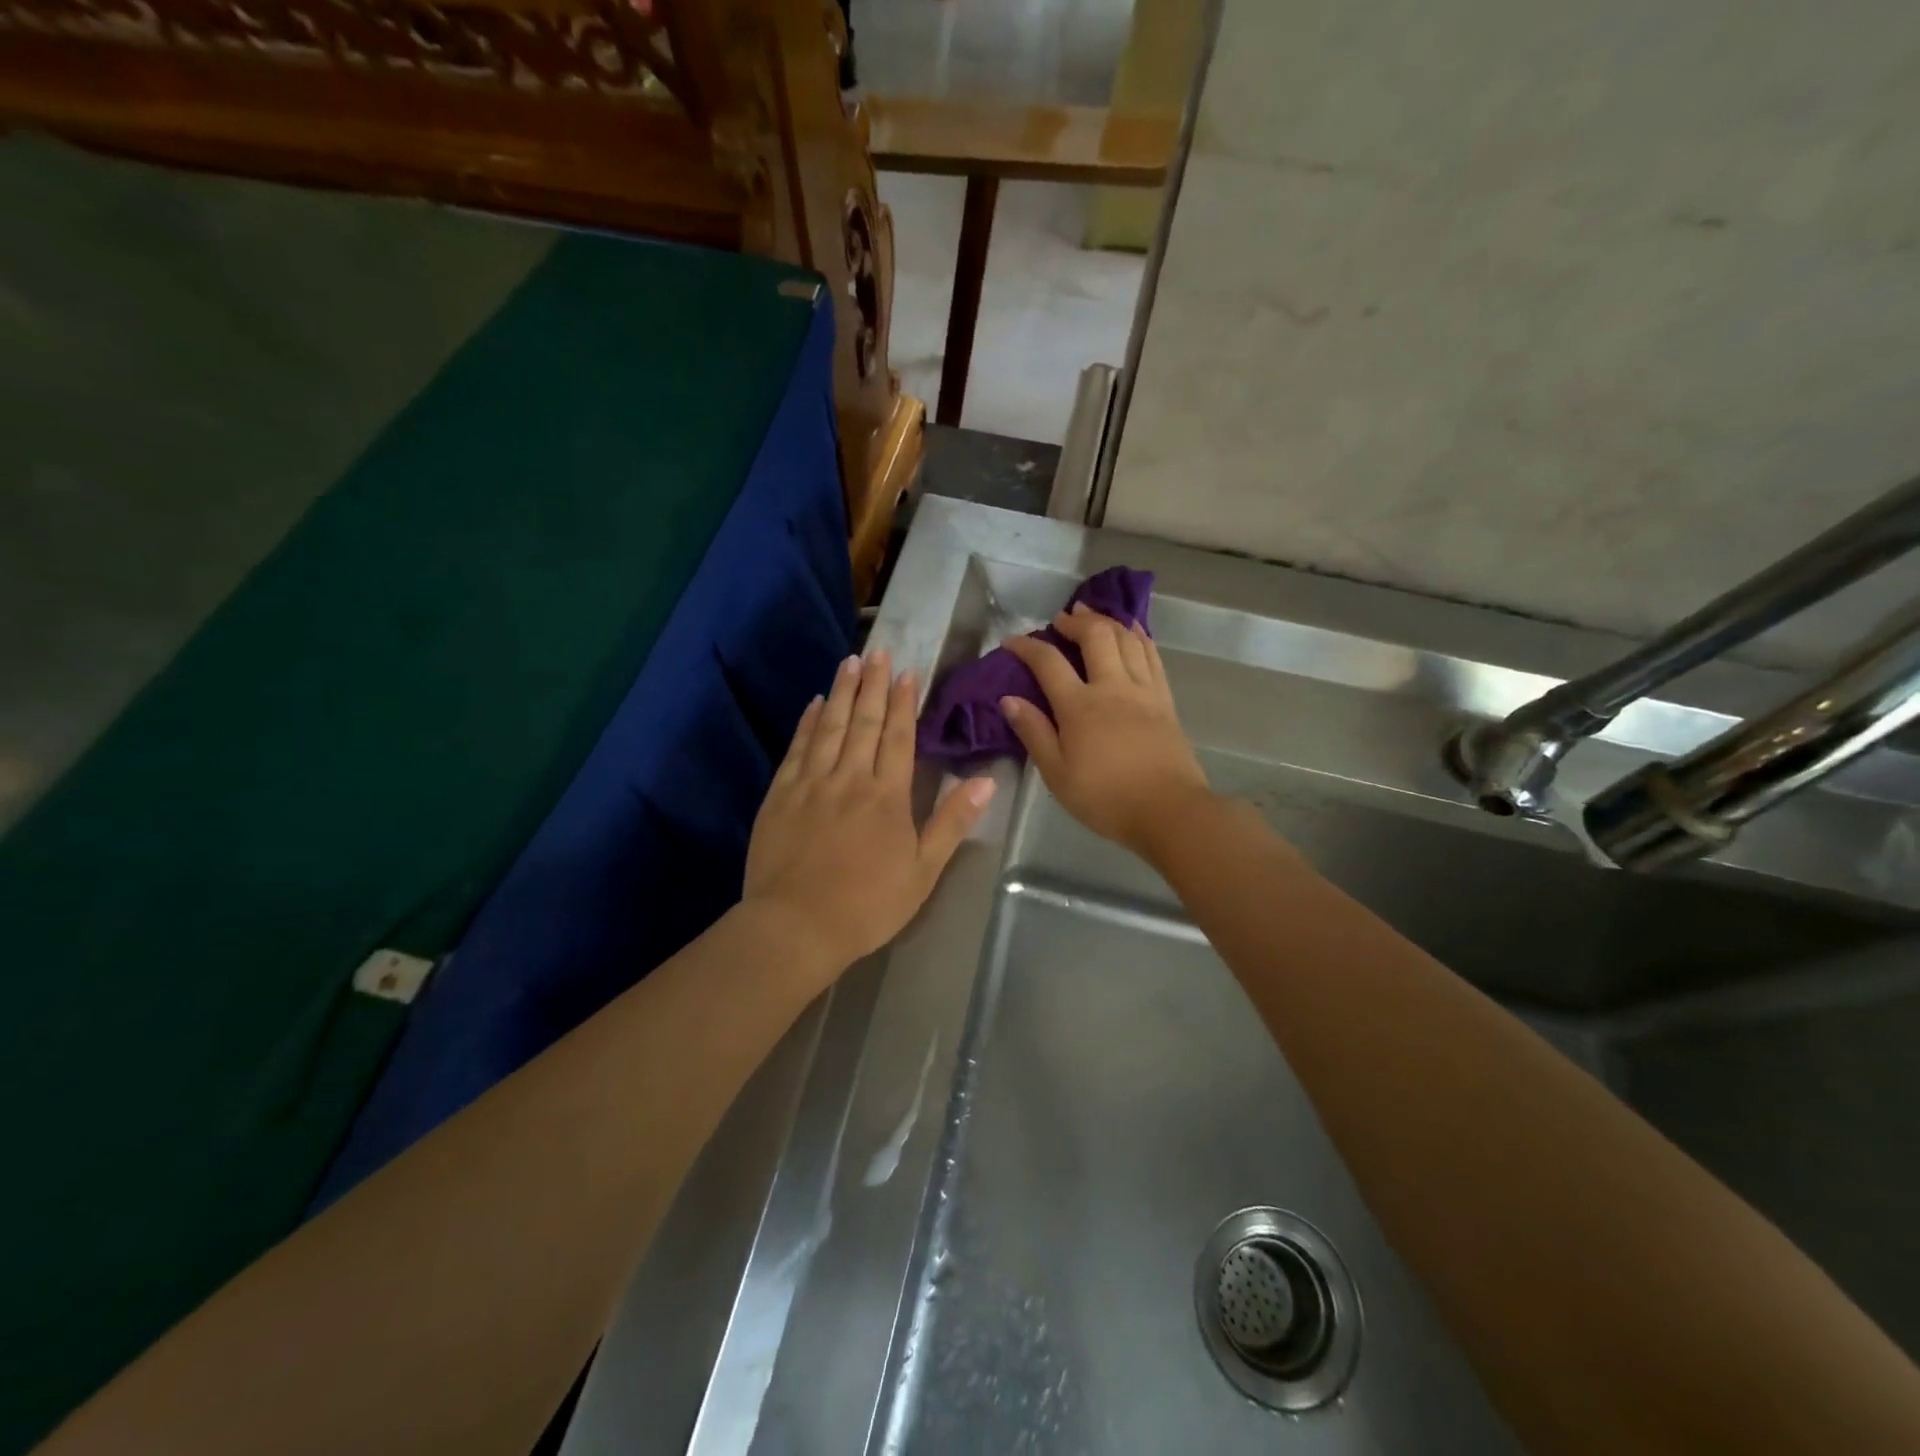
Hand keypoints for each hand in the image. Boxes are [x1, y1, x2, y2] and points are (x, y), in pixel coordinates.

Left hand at [745, 648, 995, 975]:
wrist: (796, 926)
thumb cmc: (868, 904)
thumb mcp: (923, 871)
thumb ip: (952, 822)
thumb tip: (985, 782)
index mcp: (887, 795)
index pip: (898, 737)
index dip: (903, 703)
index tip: (907, 672)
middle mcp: (850, 778)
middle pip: (864, 722)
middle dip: (873, 684)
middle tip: (879, 652)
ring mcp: (811, 784)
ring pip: (830, 727)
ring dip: (842, 692)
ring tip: (850, 662)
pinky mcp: (781, 795)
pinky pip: (798, 748)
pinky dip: (808, 722)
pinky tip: (815, 704)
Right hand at [1001, 604, 1211, 859]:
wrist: (1169, 811)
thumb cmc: (1106, 798)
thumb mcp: (1057, 774)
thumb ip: (1034, 733)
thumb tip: (1009, 699)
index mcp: (1079, 706)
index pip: (1048, 662)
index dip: (1026, 645)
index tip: (1011, 640)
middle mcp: (1112, 687)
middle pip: (1095, 636)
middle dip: (1074, 621)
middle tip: (1060, 620)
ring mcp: (1143, 690)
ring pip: (1126, 638)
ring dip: (1107, 620)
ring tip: (1092, 616)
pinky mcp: (1165, 699)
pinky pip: (1152, 655)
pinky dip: (1139, 636)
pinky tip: (1132, 630)